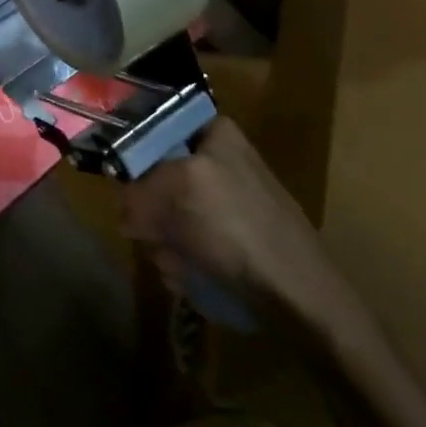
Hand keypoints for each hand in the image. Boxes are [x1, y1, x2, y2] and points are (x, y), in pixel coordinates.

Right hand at [120, 117, 349, 333]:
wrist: (300, 300)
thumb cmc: (238, 229)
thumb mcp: (178, 189)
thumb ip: (137, 186)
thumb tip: (125, 207)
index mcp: (214, 132)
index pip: (152, 126)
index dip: (132, 156)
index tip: (125, 185)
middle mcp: (218, 161)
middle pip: (153, 176)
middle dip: (149, 211)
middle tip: (153, 232)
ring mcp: (224, 203)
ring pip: (165, 214)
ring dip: (162, 242)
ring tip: (178, 262)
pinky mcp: (229, 240)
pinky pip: (185, 244)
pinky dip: (181, 261)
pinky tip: (192, 277)